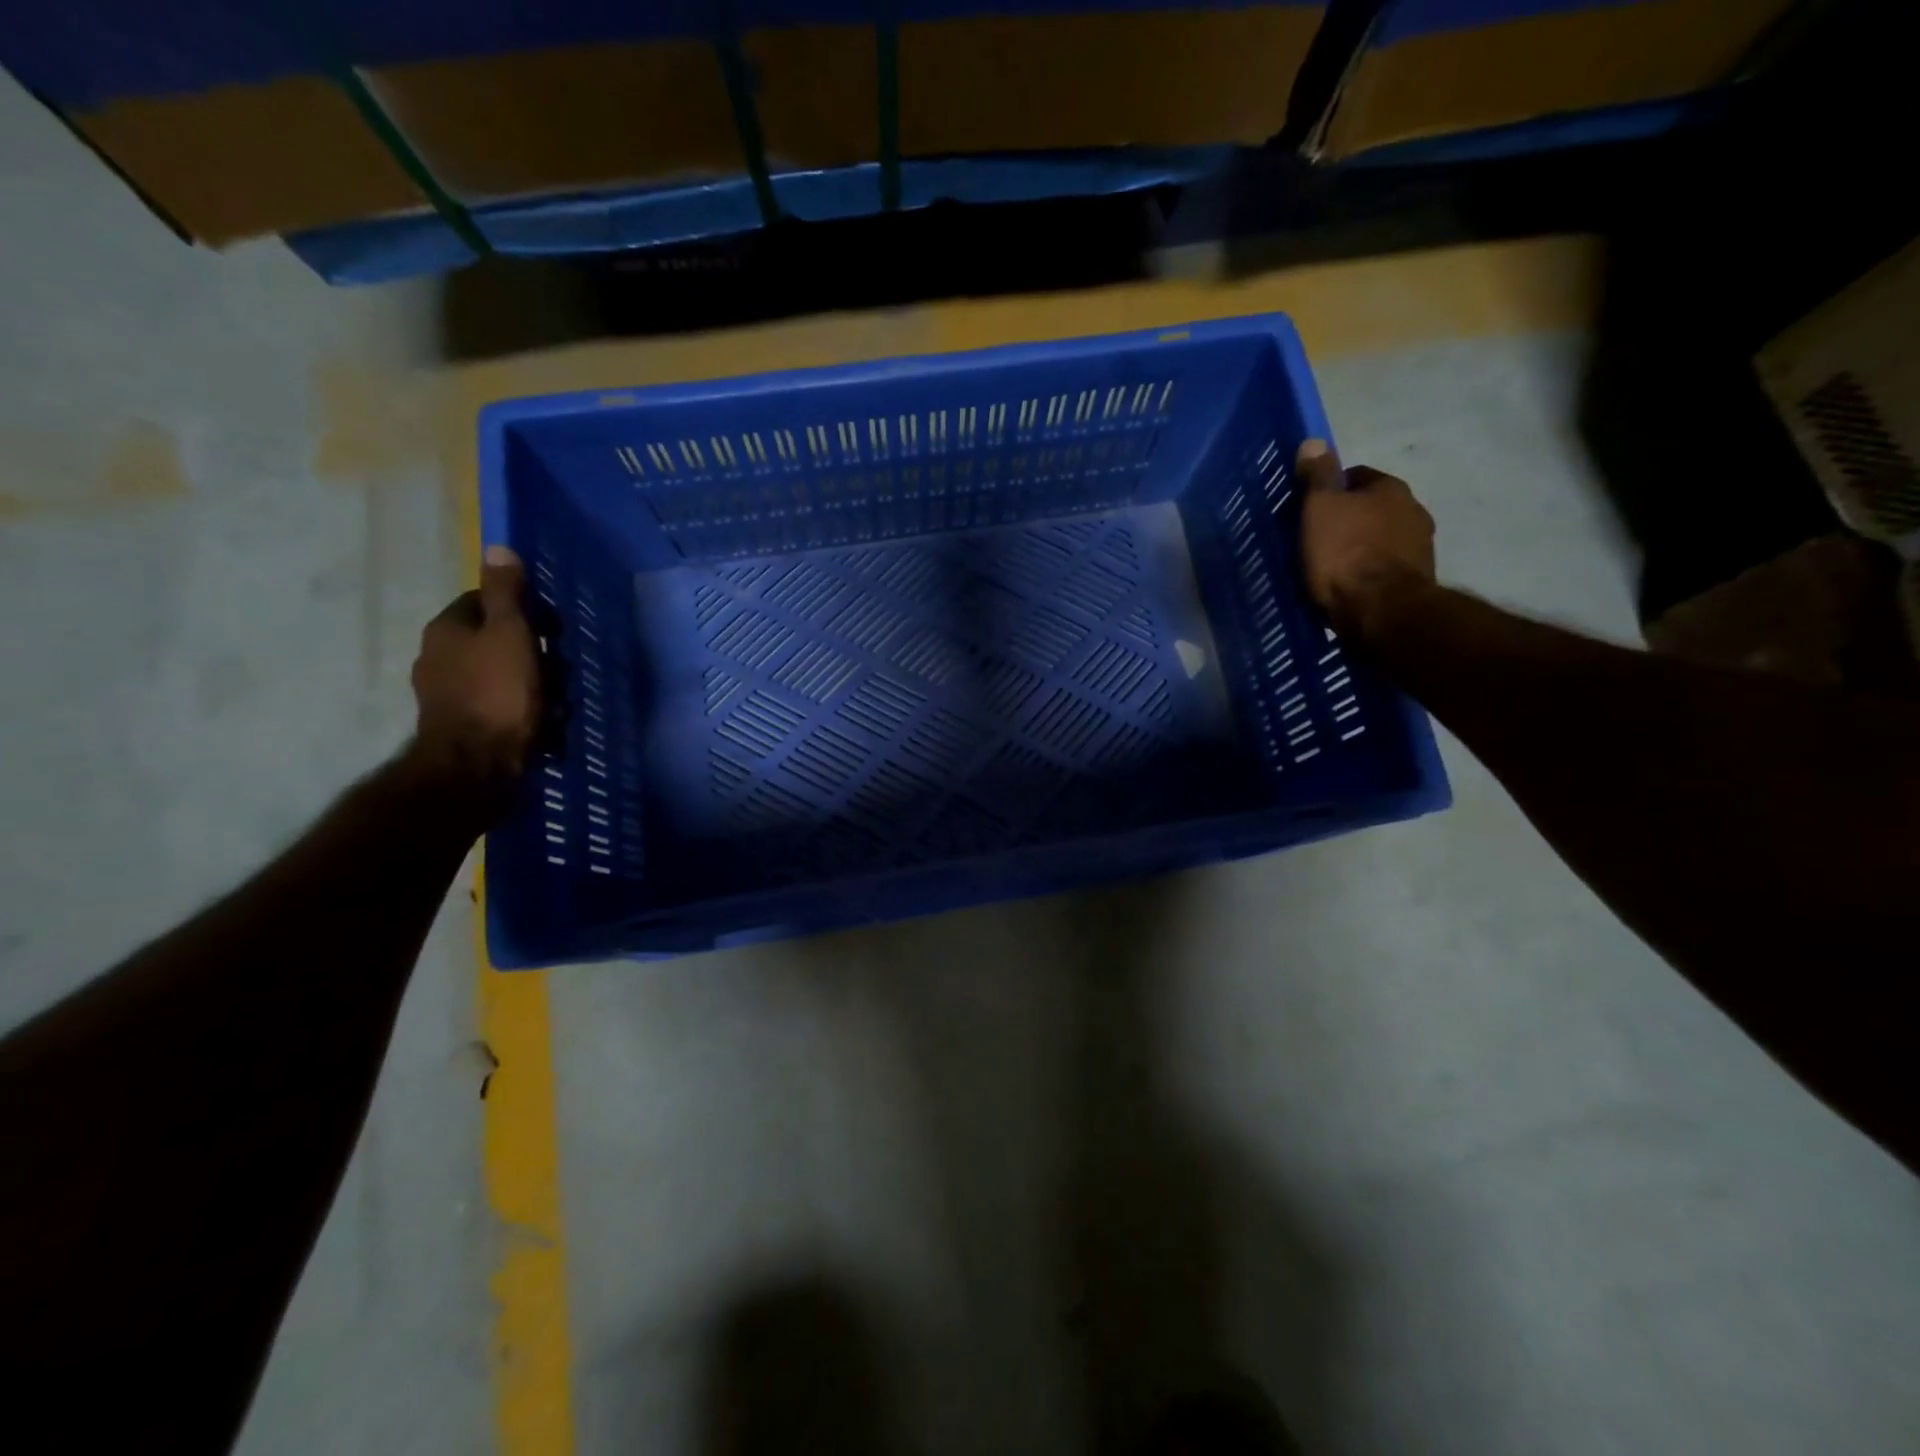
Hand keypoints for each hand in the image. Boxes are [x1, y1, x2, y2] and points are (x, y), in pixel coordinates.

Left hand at [408, 545, 540, 791]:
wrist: (476, 766)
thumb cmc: (498, 693)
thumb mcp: (510, 634)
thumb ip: (506, 593)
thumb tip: (497, 547)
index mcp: (448, 629)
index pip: (487, 601)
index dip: (525, 610)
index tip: (552, 630)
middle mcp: (439, 656)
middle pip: (498, 640)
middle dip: (535, 655)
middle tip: (559, 673)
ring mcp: (448, 694)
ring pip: (504, 676)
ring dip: (536, 687)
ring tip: (558, 707)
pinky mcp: (462, 726)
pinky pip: (501, 707)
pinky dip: (524, 713)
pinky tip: (544, 728)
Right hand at [1297, 439, 1435, 639]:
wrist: (1380, 610)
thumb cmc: (1344, 553)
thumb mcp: (1320, 509)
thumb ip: (1318, 476)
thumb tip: (1314, 442)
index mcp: (1390, 488)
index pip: (1356, 476)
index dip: (1330, 491)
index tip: (1309, 510)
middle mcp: (1414, 509)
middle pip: (1372, 507)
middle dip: (1349, 519)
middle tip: (1317, 539)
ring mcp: (1420, 546)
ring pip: (1381, 537)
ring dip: (1361, 546)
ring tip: (1332, 566)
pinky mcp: (1417, 579)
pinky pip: (1386, 566)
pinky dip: (1370, 570)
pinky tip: (1350, 585)